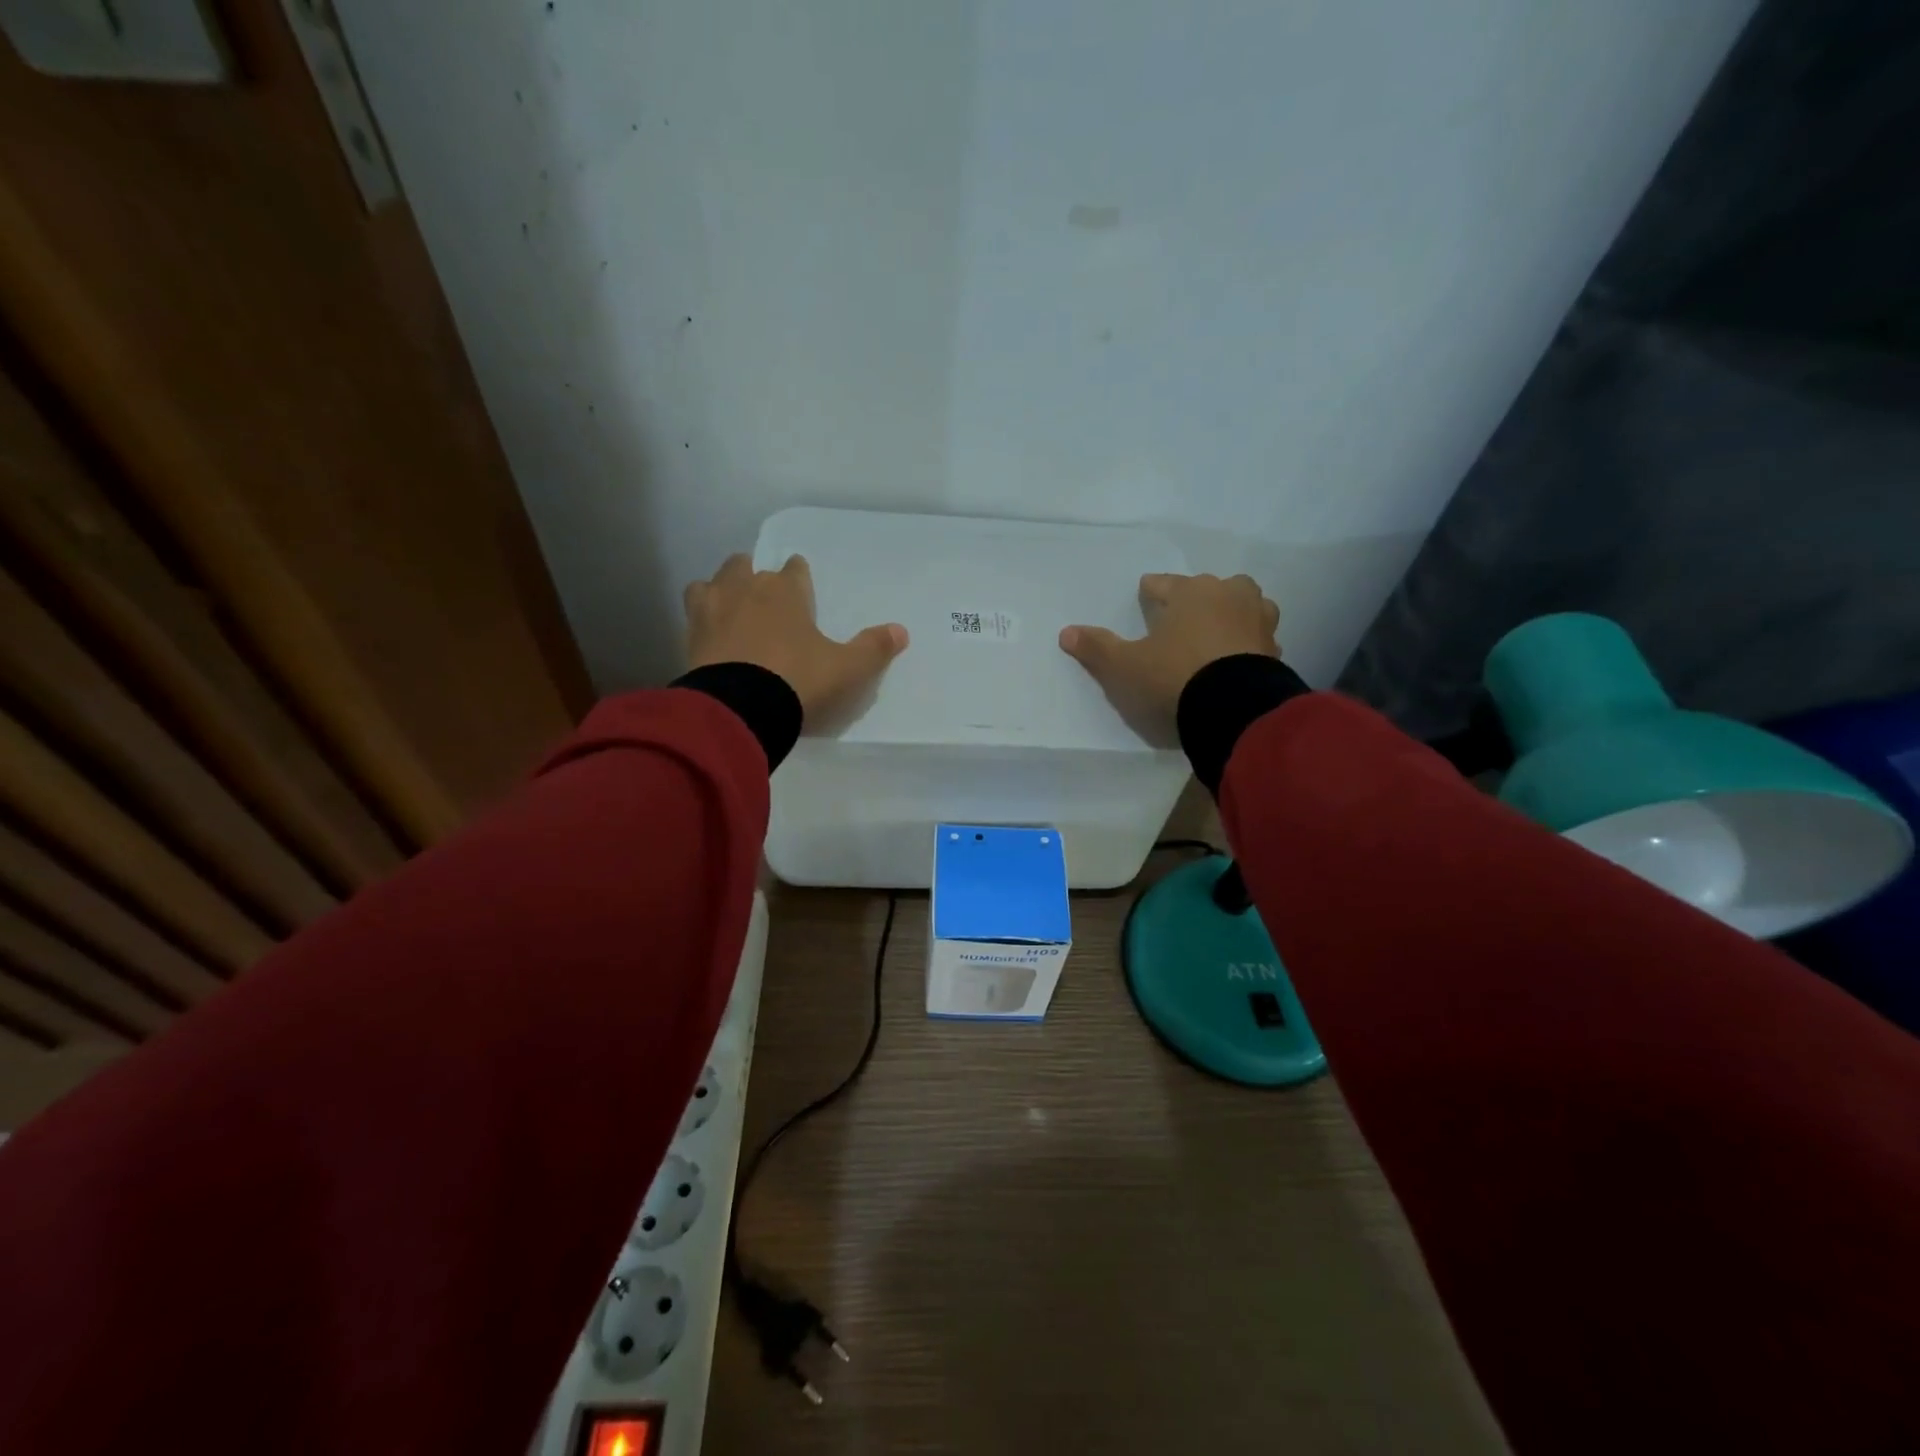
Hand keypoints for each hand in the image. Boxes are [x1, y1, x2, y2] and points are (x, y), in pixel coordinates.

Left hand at [684, 553, 907, 722]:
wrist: (740, 709)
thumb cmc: (799, 680)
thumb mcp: (846, 669)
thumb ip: (872, 649)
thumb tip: (901, 631)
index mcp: (785, 590)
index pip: (793, 569)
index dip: (799, 578)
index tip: (801, 589)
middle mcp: (745, 588)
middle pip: (745, 567)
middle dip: (754, 577)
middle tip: (765, 600)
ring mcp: (712, 610)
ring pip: (712, 584)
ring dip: (721, 591)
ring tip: (731, 612)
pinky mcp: (690, 637)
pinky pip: (693, 615)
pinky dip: (702, 621)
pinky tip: (711, 637)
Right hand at [1060, 573, 1279, 745]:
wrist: (1233, 708)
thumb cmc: (1173, 676)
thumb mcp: (1124, 666)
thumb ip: (1097, 648)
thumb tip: (1066, 632)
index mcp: (1190, 592)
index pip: (1164, 584)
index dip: (1151, 591)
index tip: (1146, 595)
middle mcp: (1228, 596)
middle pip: (1211, 588)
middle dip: (1197, 598)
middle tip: (1183, 616)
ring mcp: (1258, 622)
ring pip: (1245, 606)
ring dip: (1232, 614)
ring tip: (1218, 631)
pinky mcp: (1275, 651)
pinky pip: (1258, 639)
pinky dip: (1248, 644)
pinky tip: (1237, 659)